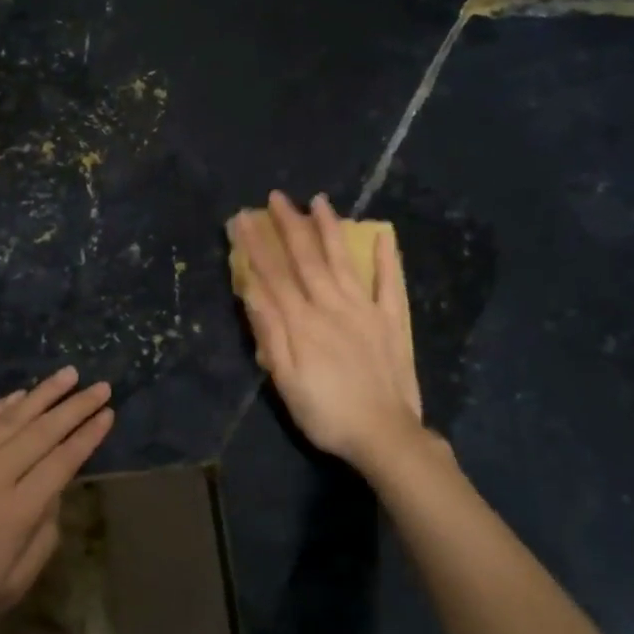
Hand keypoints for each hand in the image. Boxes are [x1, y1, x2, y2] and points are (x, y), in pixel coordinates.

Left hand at [0, 368, 113, 633]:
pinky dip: (2, 406)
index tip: (107, 413)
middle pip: (43, 432)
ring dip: (43, 394)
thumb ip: (44, 537)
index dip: (87, 436)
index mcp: (17, 511)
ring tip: (68, 374)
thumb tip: (55, 495)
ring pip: (11, 419)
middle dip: (75, 406)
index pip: (62, 461)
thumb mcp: (14, 585)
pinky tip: (20, 393)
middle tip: (100, 385)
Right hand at [230, 191, 425, 473]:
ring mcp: (365, 309)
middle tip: (276, 197)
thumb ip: (270, 333)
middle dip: (289, 225)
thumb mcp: (285, 380)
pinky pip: (389, 283)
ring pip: (343, 260)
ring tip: (319, 201)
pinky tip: (382, 235)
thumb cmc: (325, 413)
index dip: (255, 246)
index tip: (241, 219)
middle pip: (307, 258)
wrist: (384, 436)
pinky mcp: (391, 320)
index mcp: (303, 321)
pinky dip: (386, 258)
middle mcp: (332, 305)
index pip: (273, 275)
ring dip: (329, 229)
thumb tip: (252, 289)